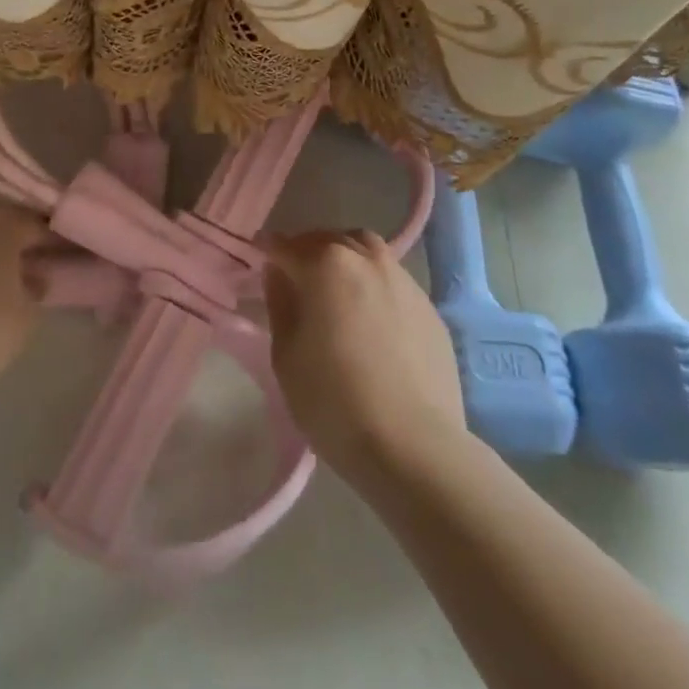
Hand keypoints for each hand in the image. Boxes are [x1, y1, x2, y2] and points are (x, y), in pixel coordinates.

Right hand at [265, 229, 465, 482]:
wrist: (414, 447)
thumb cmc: (335, 403)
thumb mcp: (286, 357)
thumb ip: (280, 305)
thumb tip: (280, 275)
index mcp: (326, 264)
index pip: (285, 245)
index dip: (268, 252)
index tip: (259, 262)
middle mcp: (366, 258)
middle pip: (328, 240)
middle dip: (307, 252)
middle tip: (295, 279)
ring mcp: (403, 279)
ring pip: (365, 251)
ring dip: (345, 260)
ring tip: (335, 292)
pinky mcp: (428, 307)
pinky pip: (392, 281)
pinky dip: (374, 286)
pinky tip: (371, 319)